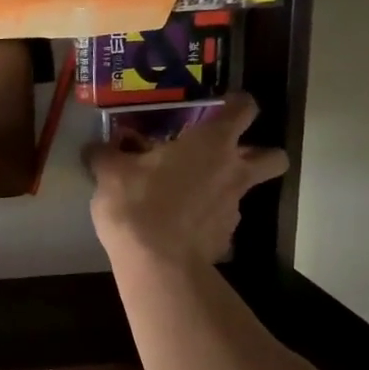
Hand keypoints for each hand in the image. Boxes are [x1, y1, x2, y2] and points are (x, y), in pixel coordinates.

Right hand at [86, 92, 288, 270]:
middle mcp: (233, 171)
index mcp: (212, 143)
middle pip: (274, 157)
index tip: (222, 106)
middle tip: (229, 156)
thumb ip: (105, 155)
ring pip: (246, 192)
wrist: (158, 265)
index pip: (245, 108)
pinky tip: (179, 227)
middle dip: (260, 153)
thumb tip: (94, 148)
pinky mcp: (225, 239)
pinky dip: (206, 221)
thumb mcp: (110, 173)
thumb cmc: (139, 204)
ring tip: (189, 196)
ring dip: (225, 189)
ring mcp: (233, 208)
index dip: (238, 104)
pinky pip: (221, 222)